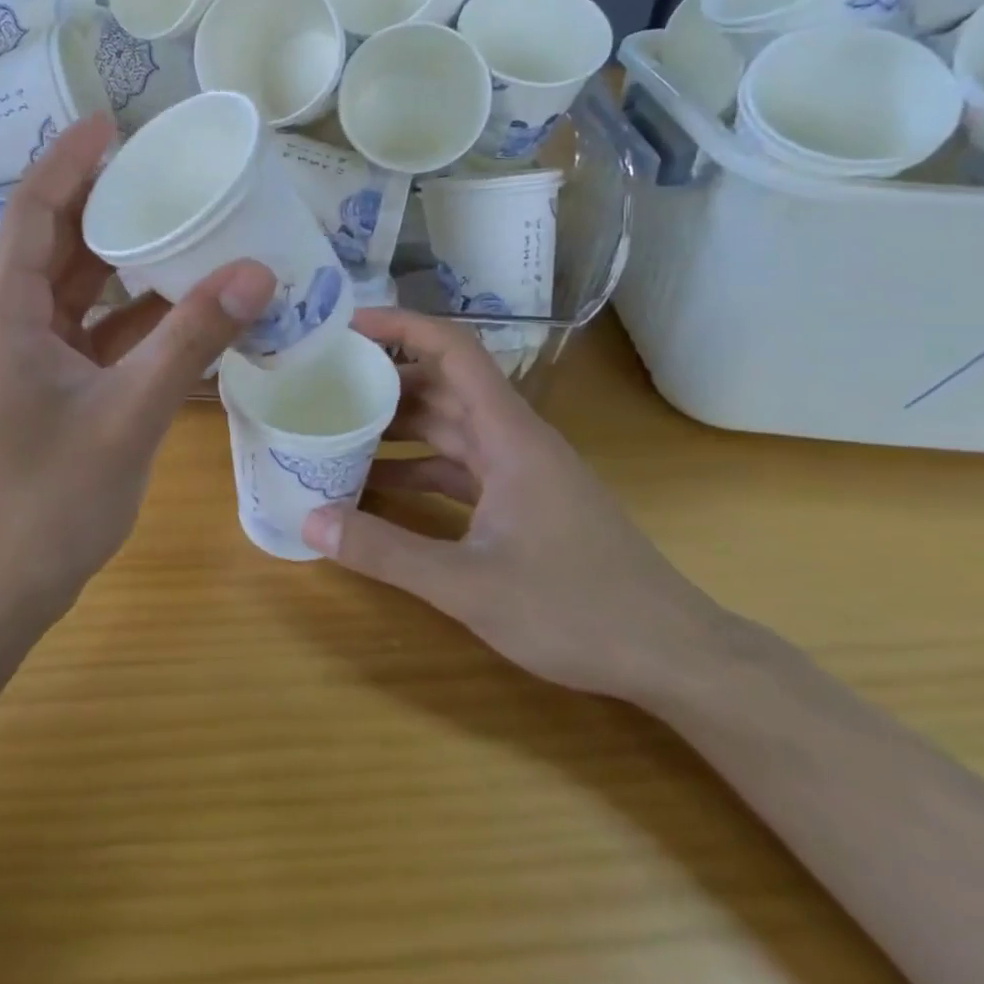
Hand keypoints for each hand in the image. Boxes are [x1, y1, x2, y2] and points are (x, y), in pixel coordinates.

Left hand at [0, 113, 275, 635]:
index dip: (68, 161)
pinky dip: (130, 312)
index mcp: (3, 313)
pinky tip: (181, 301)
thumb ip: (192, 340)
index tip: (112, 123)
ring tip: (179, 220)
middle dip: (102, 200)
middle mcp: (6, 322)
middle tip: (160, 166)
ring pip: (74, 287)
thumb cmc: (50, 501)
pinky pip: (90, 329)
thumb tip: (256, 273)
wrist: (0, 589)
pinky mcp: (46, 384)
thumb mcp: (129, 413)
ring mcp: (25, 356)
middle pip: (54, 242)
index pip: (33, 212)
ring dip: (121, 258)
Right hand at [302, 309, 724, 700]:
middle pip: (443, 384)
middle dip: (385, 376)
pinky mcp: (522, 501)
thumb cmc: (578, 609)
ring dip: (398, 424)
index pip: (453, 350)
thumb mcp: (470, 584)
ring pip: (449, 426)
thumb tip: (310, 519)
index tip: (348, 326)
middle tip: (324, 379)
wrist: (673, 656)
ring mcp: (519, 470)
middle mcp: (513, 438)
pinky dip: (417, 468)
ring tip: (337, 426)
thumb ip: (387, 552)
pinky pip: (458, 467)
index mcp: (509, 434)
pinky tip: (376, 487)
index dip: (402, 327)